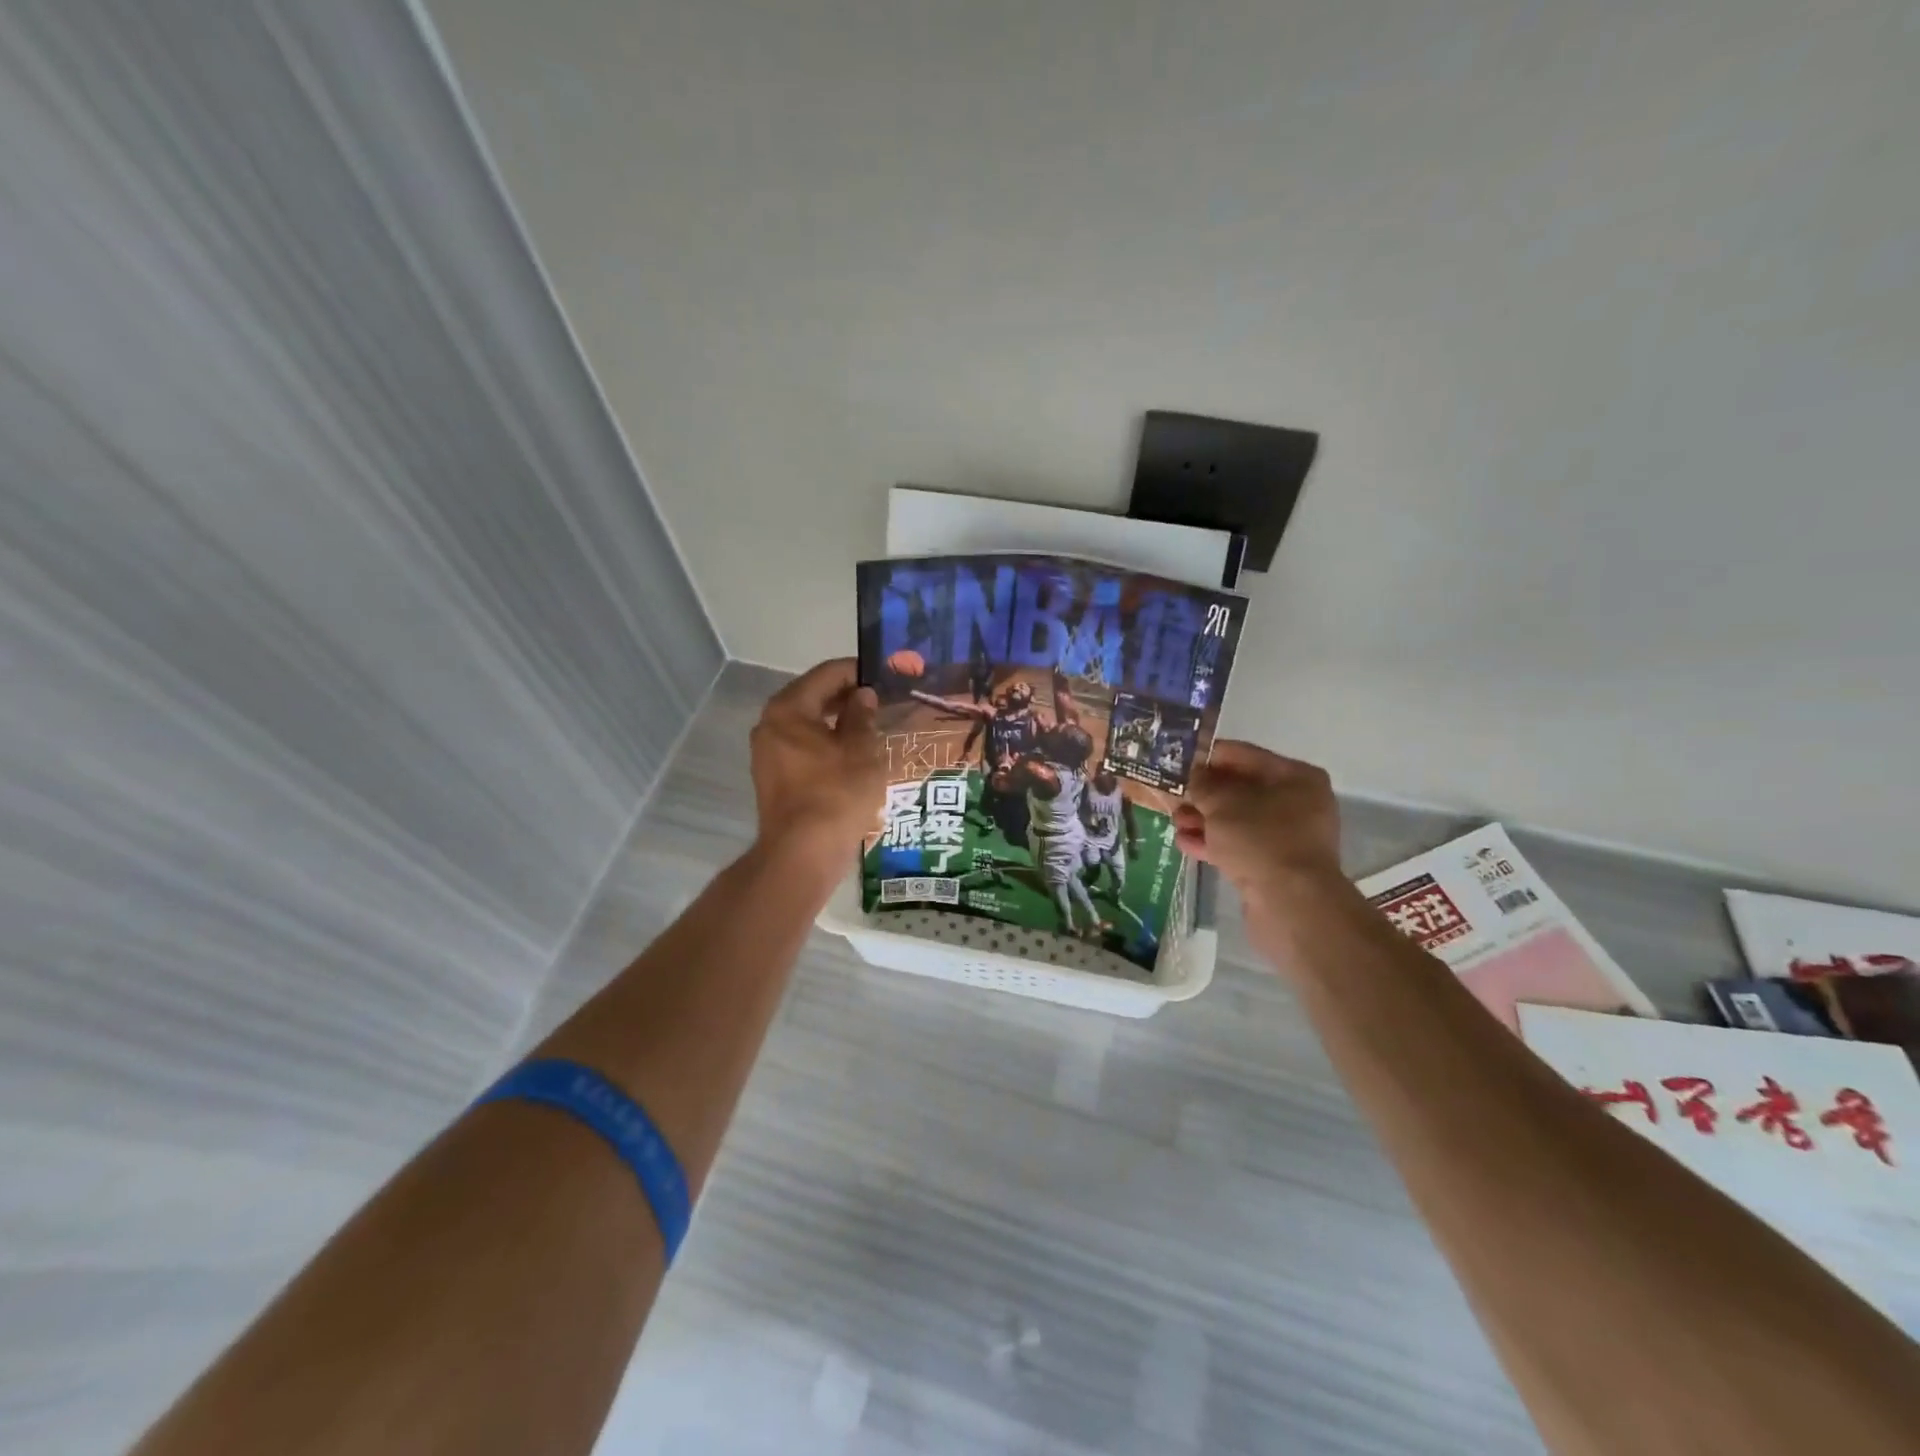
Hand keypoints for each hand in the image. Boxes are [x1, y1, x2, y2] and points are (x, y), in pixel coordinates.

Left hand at [749, 659, 885, 858]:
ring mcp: (769, 754)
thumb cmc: (836, 794)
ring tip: (874, 727)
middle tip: (884, 700)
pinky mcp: (775, 779)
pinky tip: (855, 755)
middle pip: (814, 697)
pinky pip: (805, 749)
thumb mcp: (861, 750)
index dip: (859, 671)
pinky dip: (828, 745)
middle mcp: (771, 725)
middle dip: (849, 698)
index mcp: (788, 709)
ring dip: (839, 723)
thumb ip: (862, 716)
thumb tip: (863, 695)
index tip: (886, 675)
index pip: (827, 674)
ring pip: (810, 725)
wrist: (804, 853)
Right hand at [1174, 741, 1354, 949]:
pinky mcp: (1274, 865)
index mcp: (1295, 777)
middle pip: (1239, 789)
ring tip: (1174, 820)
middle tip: (1171, 794)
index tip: (1176, 759)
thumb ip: (1202, 783)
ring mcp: (1286, 836)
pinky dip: (1213, 842)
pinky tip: (1184, 842)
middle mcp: (1296, 802)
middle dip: (1203, 793)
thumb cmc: (1260, 839)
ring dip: (1204, 819)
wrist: (1291, 904)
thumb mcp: (1222, 803)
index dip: (1207, 756)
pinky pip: (1239, 845)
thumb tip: (1192, 773)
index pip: (1243, 755)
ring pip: (1236, 819)